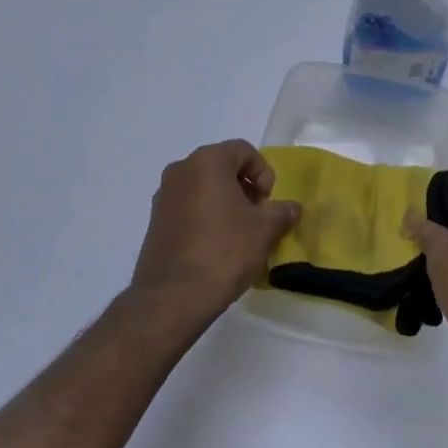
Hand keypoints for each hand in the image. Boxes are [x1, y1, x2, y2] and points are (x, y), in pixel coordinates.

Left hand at [131, 140, 301, 326]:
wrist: (173, 297)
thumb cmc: (224, 251)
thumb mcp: (264, 230)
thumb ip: (282, 212)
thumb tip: (293, 208)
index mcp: (206, 162)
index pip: (243, 150)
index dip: (264, 172)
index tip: (268, 202)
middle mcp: (180, 171)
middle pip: (222, 167)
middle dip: (245, 188)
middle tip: (258, 217)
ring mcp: (163, 197)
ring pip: (204, 188)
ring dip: (226, 203)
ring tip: (240, 235)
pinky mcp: (155, 223)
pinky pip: (188, 208)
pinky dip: (207, 218)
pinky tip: (218, 247)